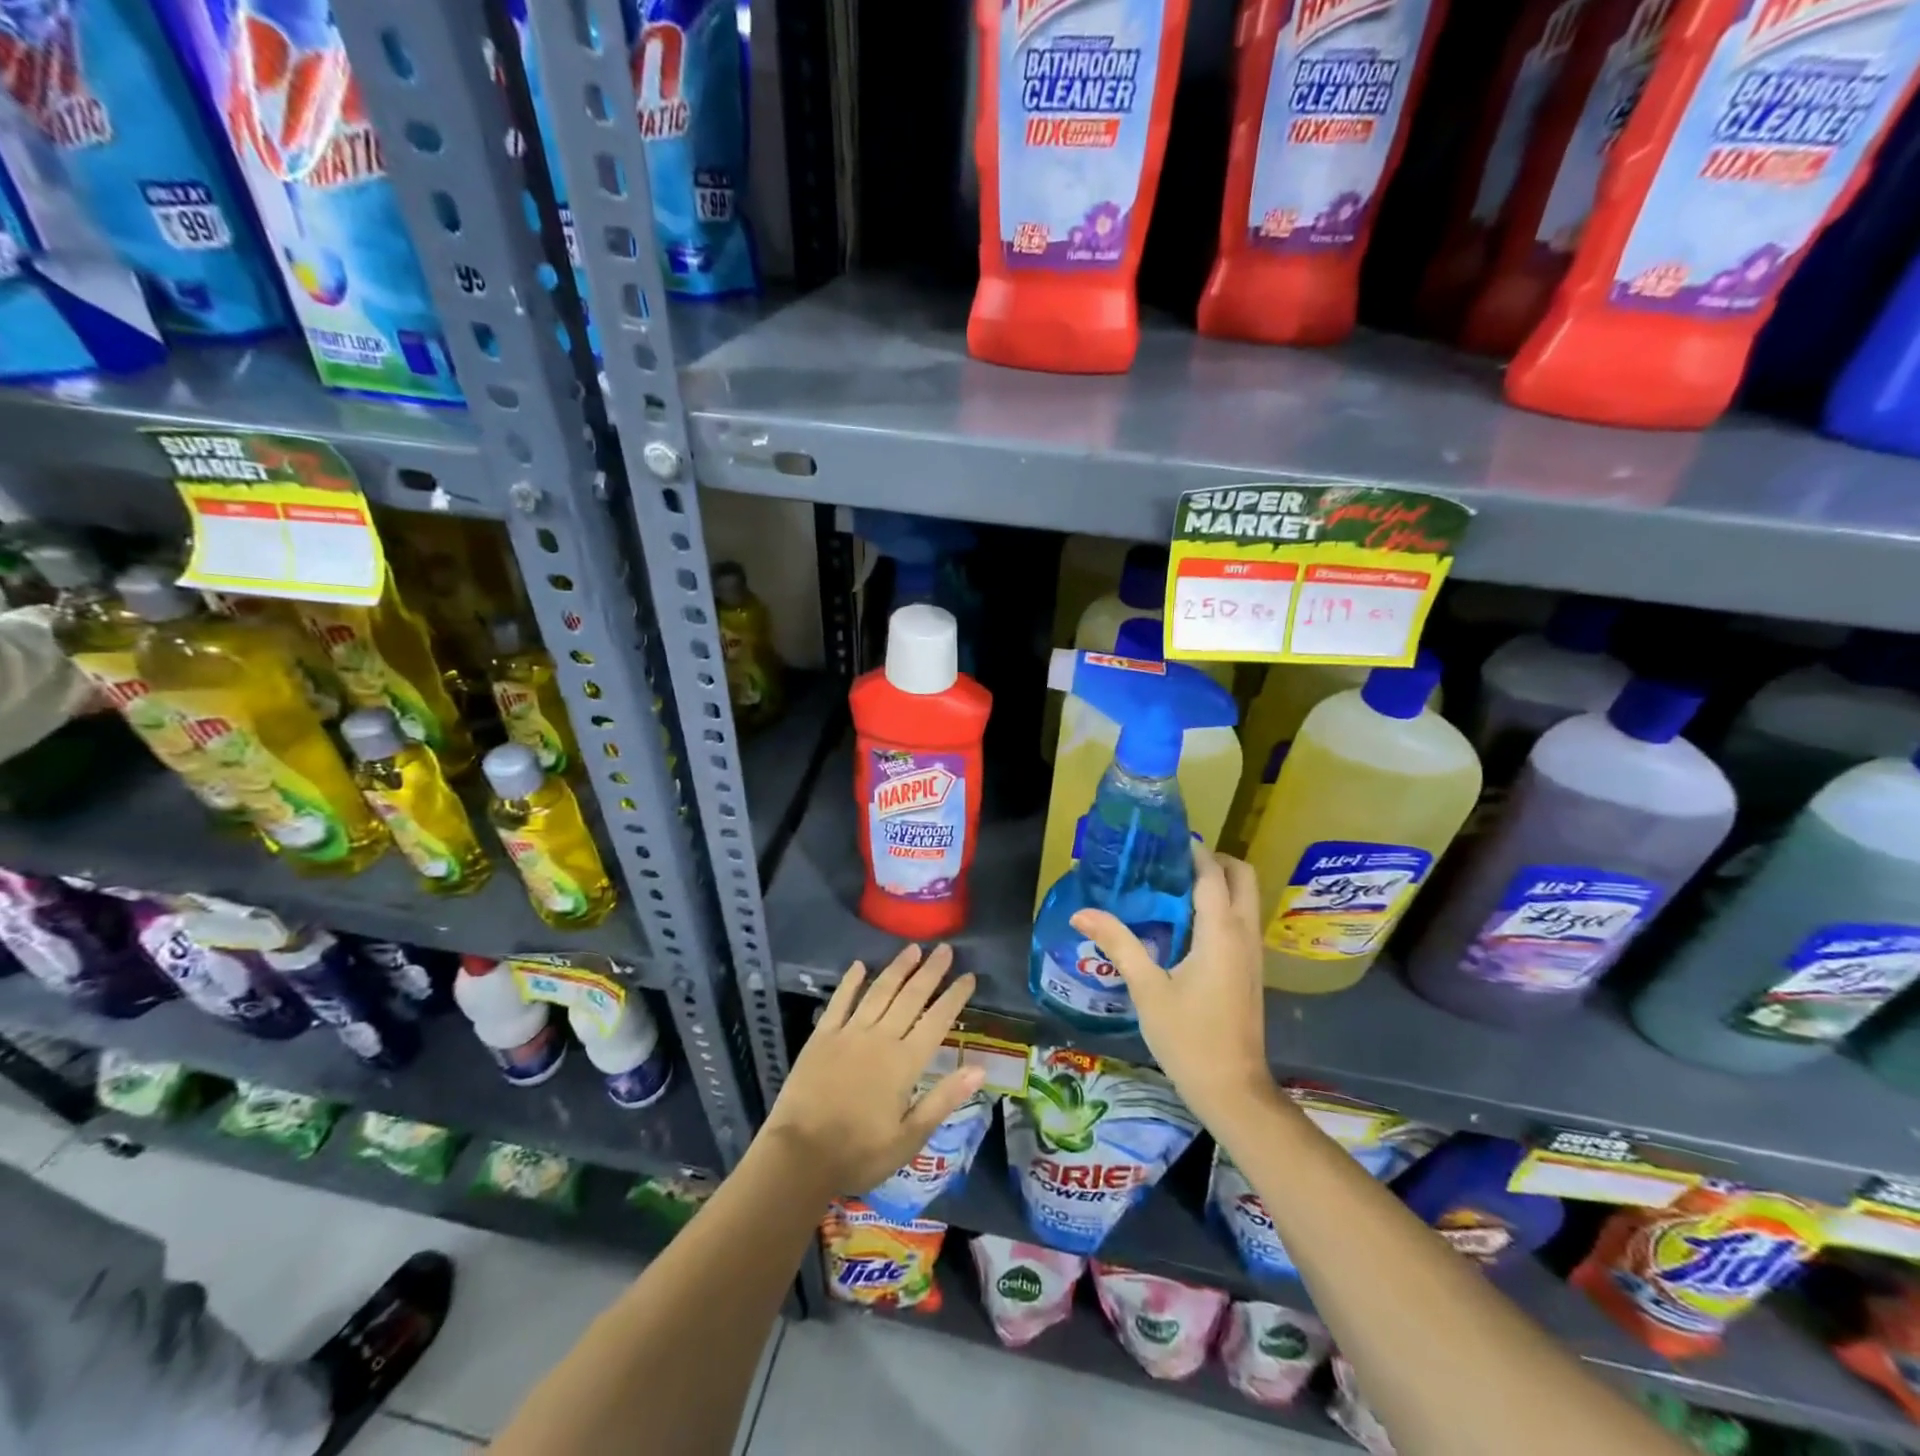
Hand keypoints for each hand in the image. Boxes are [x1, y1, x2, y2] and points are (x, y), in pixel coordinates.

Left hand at [762, 943, 984, 1196]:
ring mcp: (849, 1033)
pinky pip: (839, 1001)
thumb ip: (944, 1099)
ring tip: (913, 948)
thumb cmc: (859, 1153)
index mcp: (905, 1063)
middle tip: (945, 948)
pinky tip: (859, 965)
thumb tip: (979, 1069)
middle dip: (931, 971)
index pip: (937, 1020)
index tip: (969, 976)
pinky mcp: (822, 1037)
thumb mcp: (909, 1138)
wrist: (800, 1156)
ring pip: (879, 991)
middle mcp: (880, 1038)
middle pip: (911, 997)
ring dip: (897, 968)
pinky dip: (850, 982)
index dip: (954, 997)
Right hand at [1071, 846, 1274, 1127]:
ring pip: (1246, 899)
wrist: (1232, 1089)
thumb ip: (1118, 943)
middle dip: (1214, 860)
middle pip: (1242, 877)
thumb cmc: (1188, 1037)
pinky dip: (1221, 906)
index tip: (1164, 840)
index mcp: (1220, 932)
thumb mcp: (1147, 988)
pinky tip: (1185, 923)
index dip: (1193, 851)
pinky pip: (1241, 920)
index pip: (1212, 874)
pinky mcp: (1250, 969)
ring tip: (1174, 886)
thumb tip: (1081, 912)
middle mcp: (1244, 934)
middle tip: (1173, 863)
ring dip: (1219, 883)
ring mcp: (1252, 953)